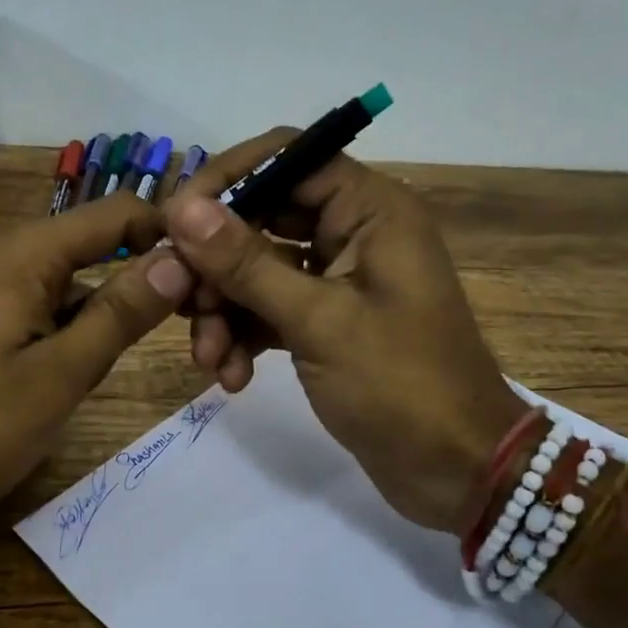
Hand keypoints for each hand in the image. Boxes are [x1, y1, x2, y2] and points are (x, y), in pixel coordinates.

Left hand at [0, 193, 193, 522]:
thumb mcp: (59, 375)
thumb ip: (121, 314)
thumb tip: (180, 259)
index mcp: (26, 256)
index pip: (117, 214)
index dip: (170, 234)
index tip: (213, 277)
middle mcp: (5, 258)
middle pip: (96, 242)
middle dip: (150, 271)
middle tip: (198, 322)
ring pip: (72, 279)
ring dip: (117, 303)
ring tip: (166, 340)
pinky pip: (45, 306)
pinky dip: (80, 323)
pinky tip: (98, 358)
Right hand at [166, 130, 520, 533]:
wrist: (454, 468)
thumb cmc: (400, 385)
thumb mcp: (319, 321)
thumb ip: (247, 263)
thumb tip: (183, 208)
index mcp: (371, 210)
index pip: (286, 159)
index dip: (226, 182)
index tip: (174, 222)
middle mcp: (354, 233)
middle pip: (263, 218)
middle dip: (216, 264)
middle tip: (180, 301)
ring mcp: (338, 281)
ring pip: (258, 272)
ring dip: (224, 310)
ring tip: (209, 359)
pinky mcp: (327, 324)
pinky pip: (270, 313)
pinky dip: (245, 338)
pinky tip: (232, 379)